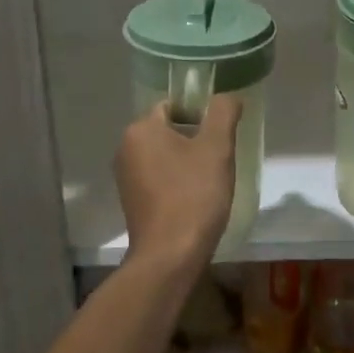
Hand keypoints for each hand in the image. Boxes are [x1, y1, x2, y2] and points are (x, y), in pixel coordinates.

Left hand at [115, 95, 242, 270]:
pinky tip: (195, 199)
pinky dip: (176, 183)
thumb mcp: (217, 148)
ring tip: (210, 181)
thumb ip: (223, 113)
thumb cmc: (194, 195)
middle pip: (167, 131)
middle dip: (194, 140)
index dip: (200, 115)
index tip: (220, 135)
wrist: (170, 255)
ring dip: (186, 163)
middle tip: (220, 158)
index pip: (172, 105)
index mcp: (141, 129)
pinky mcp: (132, 202)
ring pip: (164, 156)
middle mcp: (125, 148)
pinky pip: (158, 179)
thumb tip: (228, 97)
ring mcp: (125, 178)